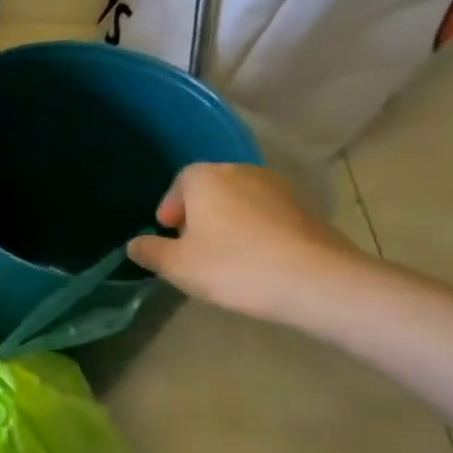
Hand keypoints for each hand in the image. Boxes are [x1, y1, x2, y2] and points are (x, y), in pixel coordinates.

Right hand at [126, 163, 363, 322]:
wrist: (316, 281)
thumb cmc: (233, 266)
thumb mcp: (176, 265)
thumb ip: (149, 251)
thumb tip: (135, 244)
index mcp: (206, 178)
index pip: (180, 182)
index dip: (170, 207)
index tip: (168, 234)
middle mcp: (242, 172)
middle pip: (210, 189)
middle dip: (198, 214)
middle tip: (192, 247)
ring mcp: (279, 188)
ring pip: (239, 201)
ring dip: (227, 222)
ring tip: (223, 256)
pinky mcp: (305, 209)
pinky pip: (266, 214)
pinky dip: (254, 231)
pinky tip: (255, 260)